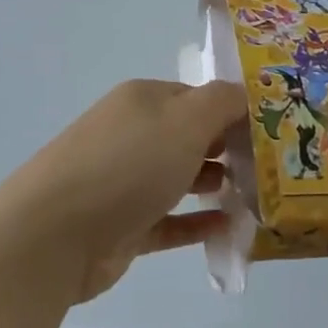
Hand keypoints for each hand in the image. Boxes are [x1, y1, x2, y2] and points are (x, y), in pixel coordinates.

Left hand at [0, 80, 247, 302]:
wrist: (55, 233)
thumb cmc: (128, 163)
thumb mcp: (186, 120)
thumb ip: (222, 102)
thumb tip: (245, 94)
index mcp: (143, 101)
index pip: (196, 97)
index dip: (232, 111)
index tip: (270, 131)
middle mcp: (132, 134)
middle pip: (188, 137)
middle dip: (227, 148)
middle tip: (271, 167)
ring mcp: (123, 181)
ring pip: (178, 178)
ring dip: (213, 184)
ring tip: (255, 196)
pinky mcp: (122, 226)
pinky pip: (168, 220)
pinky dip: (196, 222)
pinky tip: (228, 228)